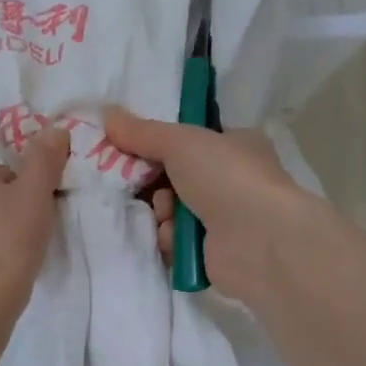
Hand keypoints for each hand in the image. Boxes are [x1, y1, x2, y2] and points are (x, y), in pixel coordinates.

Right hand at [106, 107, 316, 304]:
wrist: (258, 240)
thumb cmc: (226, 178)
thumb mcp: (181, 142)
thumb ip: (142, 132)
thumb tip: (106, 114)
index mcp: (235, 145)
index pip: (189, 142)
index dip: (158, 145)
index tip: (129, 149)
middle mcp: (231, 180)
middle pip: (173, 178)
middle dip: (153, 183)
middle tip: (138, 183)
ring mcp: (224, 219)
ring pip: (170, 211)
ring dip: (162, 213)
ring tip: (168, 216)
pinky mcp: (212, 252)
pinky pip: (175, 241)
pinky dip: (171, 240)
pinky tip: (177, 240)